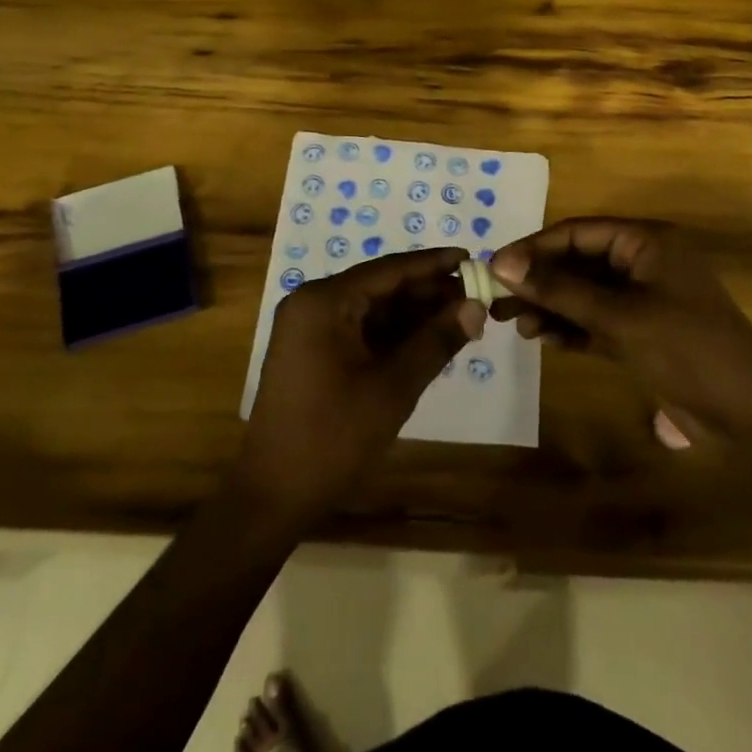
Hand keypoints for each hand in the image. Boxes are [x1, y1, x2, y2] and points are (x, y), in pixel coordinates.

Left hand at [235, 247, 484, 526]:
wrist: (274, 493)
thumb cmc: (333, 436)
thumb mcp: (393, 387)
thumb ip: (435, 341)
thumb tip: (476, 306)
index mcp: (324, 301)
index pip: (389, 269)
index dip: (433, 264)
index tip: (472, 257)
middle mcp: (313, 302)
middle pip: (380, 286)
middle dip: (427, 293)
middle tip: (475, 296)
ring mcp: (310, 327)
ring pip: (372, 309)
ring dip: (413, 315)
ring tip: (461, 318)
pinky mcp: (312, 350)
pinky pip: (360, 329)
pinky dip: (393, 334)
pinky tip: (429, 340)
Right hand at [489, 219, 751, 442]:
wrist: (751, 416)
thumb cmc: (687, 349)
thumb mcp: (619, 317)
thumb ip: (559, 289)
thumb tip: (501, 264)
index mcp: (646, 242)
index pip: (577, 233)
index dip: (534, 248)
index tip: (494, 268)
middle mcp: (642, 263)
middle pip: (577, 263)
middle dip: (539, 283)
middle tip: (497, 302)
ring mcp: (643, 299)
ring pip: (584, 294)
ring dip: (551, 307)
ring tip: (516, 325)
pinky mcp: (643, 332)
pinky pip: (597, 320)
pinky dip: (572, 328)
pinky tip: (545, 340)